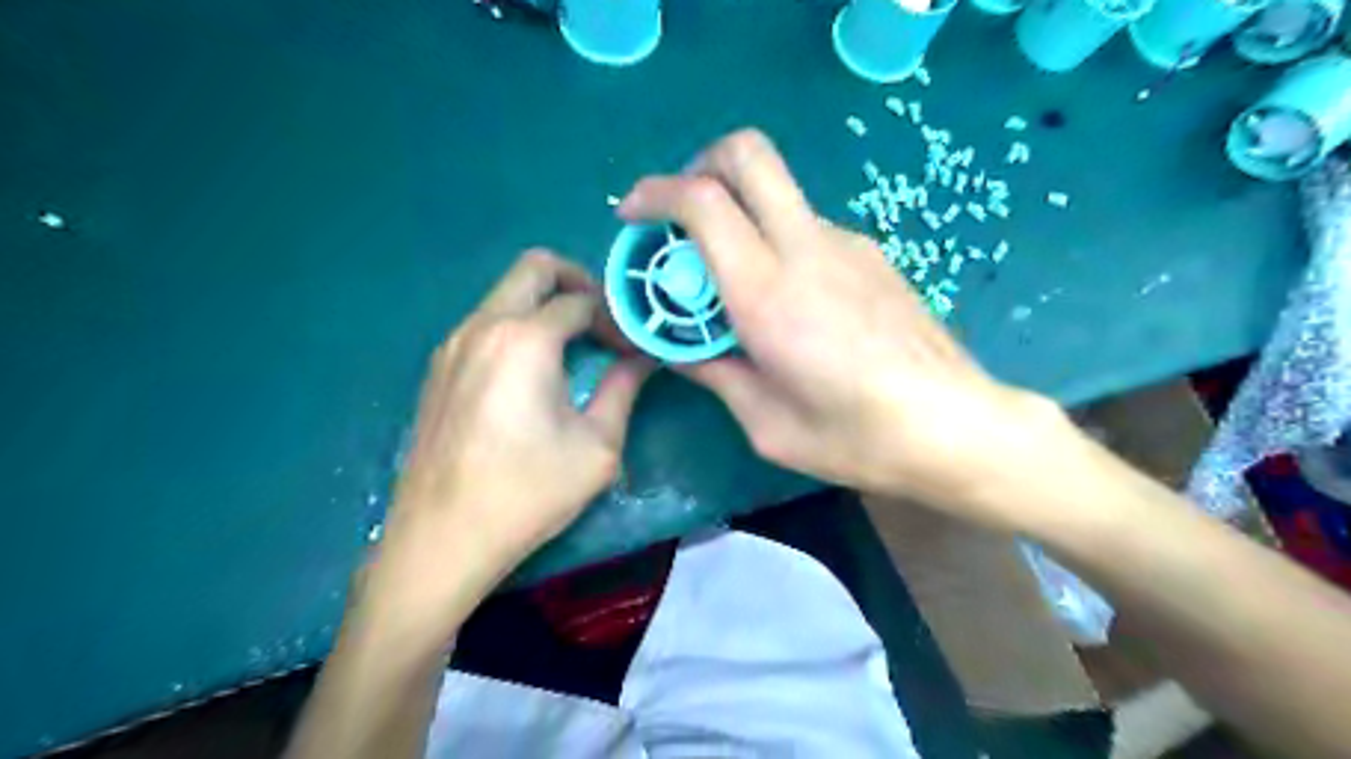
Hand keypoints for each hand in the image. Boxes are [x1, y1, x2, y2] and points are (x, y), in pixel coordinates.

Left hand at [359, 251, 653, 631]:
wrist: (442, 538)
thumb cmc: (528, 492)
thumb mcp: (596, 445)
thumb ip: (624, 388)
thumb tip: (646, 357)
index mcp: (524, 339)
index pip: (582, 300)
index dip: (616, 318)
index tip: (632, 348)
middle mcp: (483, 325)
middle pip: (535, 267)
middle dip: (577, 281)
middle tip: (604, 320)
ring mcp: (452, 343)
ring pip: (506, 293)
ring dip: (545, 304)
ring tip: (574, 346)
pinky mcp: (438, 367)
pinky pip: (486, 322)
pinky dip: (518, 326)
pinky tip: (533, 370)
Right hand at [616, 127, 1072, 526]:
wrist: (956, 426)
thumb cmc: (855, 437)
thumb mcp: (765, 423)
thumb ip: (715, 373)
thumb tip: (680, 350)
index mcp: (768, 293)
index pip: (703, 201)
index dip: (655, 194)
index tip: (632, 216)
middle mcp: (806, 248)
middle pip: (747, 153)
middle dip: (700, 166)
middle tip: (681, 217)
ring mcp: (847, 243)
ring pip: (777, 192)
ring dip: (740, 214)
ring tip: (733, 283)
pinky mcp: (872, 253)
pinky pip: (806, 227)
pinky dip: (776, 242)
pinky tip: (788, 301)